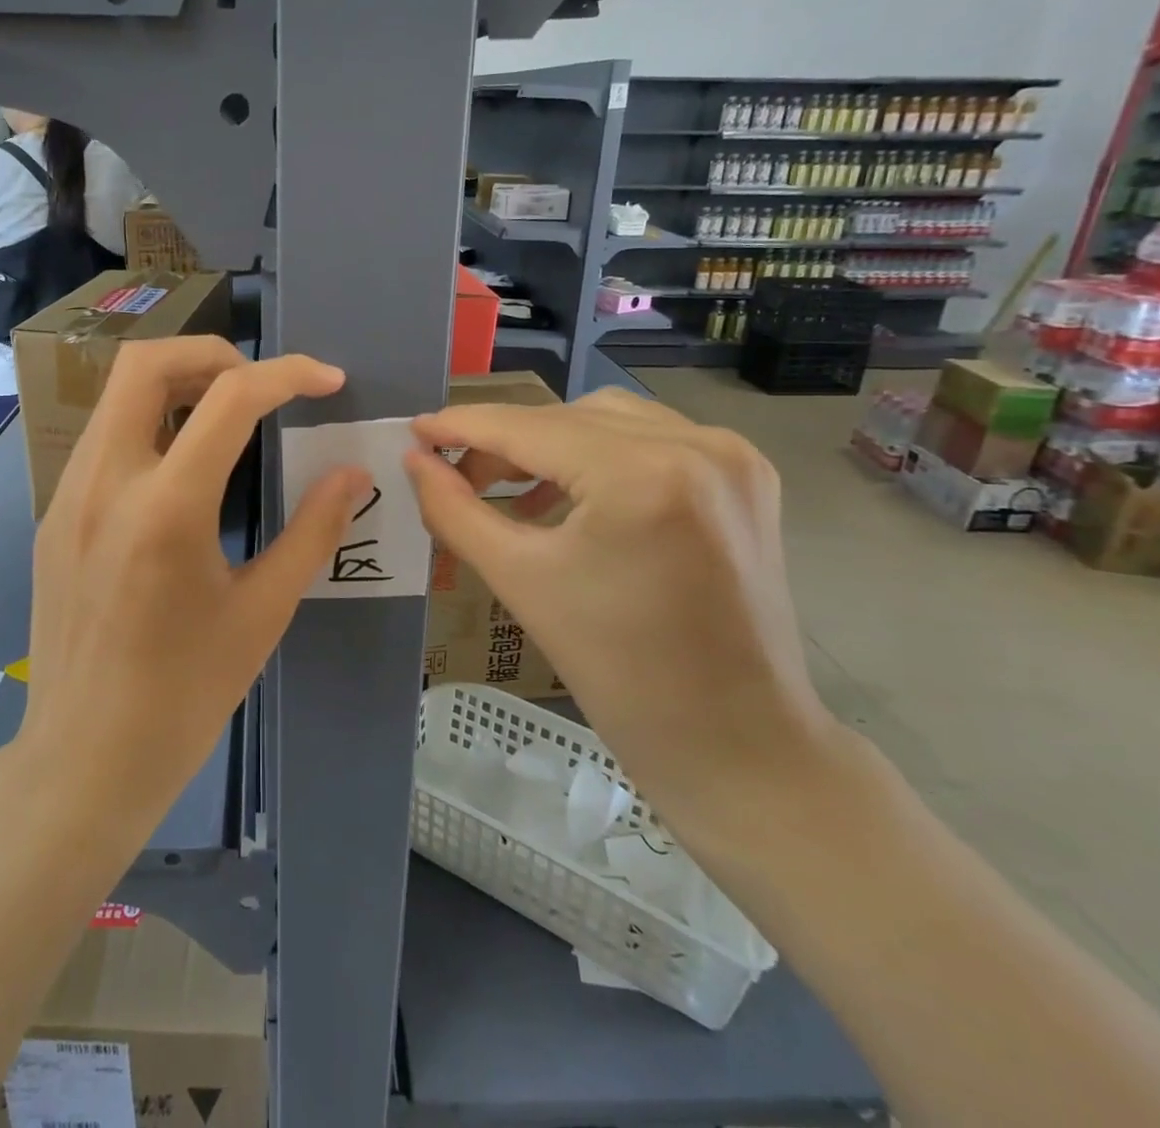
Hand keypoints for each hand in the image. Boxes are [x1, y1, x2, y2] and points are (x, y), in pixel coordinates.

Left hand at [18, 336, 371, 826]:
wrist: (84, 757)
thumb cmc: (185, 695)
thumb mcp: (263, 612)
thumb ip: (313, 531)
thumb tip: (353, 475)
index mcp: (166, 509)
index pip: (230, 398)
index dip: (289, 374)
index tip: (327, 380)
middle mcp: (105, 483)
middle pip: (146, 363)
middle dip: (213, 353)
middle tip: (261, 385)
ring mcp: (68, 495)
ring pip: (117, 396)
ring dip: (177, 385)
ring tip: (229, 419)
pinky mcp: (54, 515)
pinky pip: (104, 439)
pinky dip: (150, 425)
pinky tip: (182, 470)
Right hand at [403, 388, 841, 839]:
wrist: (735, 741)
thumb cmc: (617, 672)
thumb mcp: (519, 580)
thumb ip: (454, 510)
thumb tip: (414, 461)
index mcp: (641, 475)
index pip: (528, 428)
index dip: (463, 425)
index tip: (415, 429)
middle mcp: (695, 444)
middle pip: (567, 417)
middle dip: (504, 441)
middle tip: (456, 476)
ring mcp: (730, 456)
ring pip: (608, 419)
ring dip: (551, 443)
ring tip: (511, 488)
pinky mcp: (745, 475)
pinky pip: (651, 439)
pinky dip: (599, 454)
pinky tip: (568, 494)